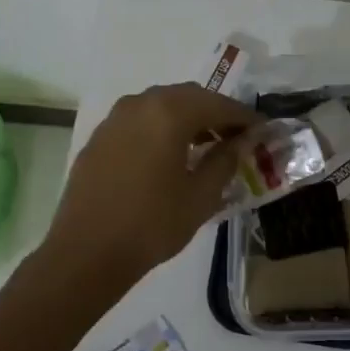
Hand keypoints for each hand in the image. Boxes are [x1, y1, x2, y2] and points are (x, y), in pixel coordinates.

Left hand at [44, 82, 255, 287]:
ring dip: (188, 118)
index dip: (244, 117)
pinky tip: (170, 155)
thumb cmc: (152, 224)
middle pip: (189, 97)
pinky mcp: (100, 137)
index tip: (263, 129)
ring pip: (161, 105)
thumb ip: (226, 160)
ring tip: (206, 146)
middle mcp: (140, 104)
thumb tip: (243, 140)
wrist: (85, 253)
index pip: (218, 105)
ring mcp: (115, 119)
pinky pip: (140, 121)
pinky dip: (161, 128)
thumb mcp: (201, 196)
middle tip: (236, 136)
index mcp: (169, 113)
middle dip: (216, 112)